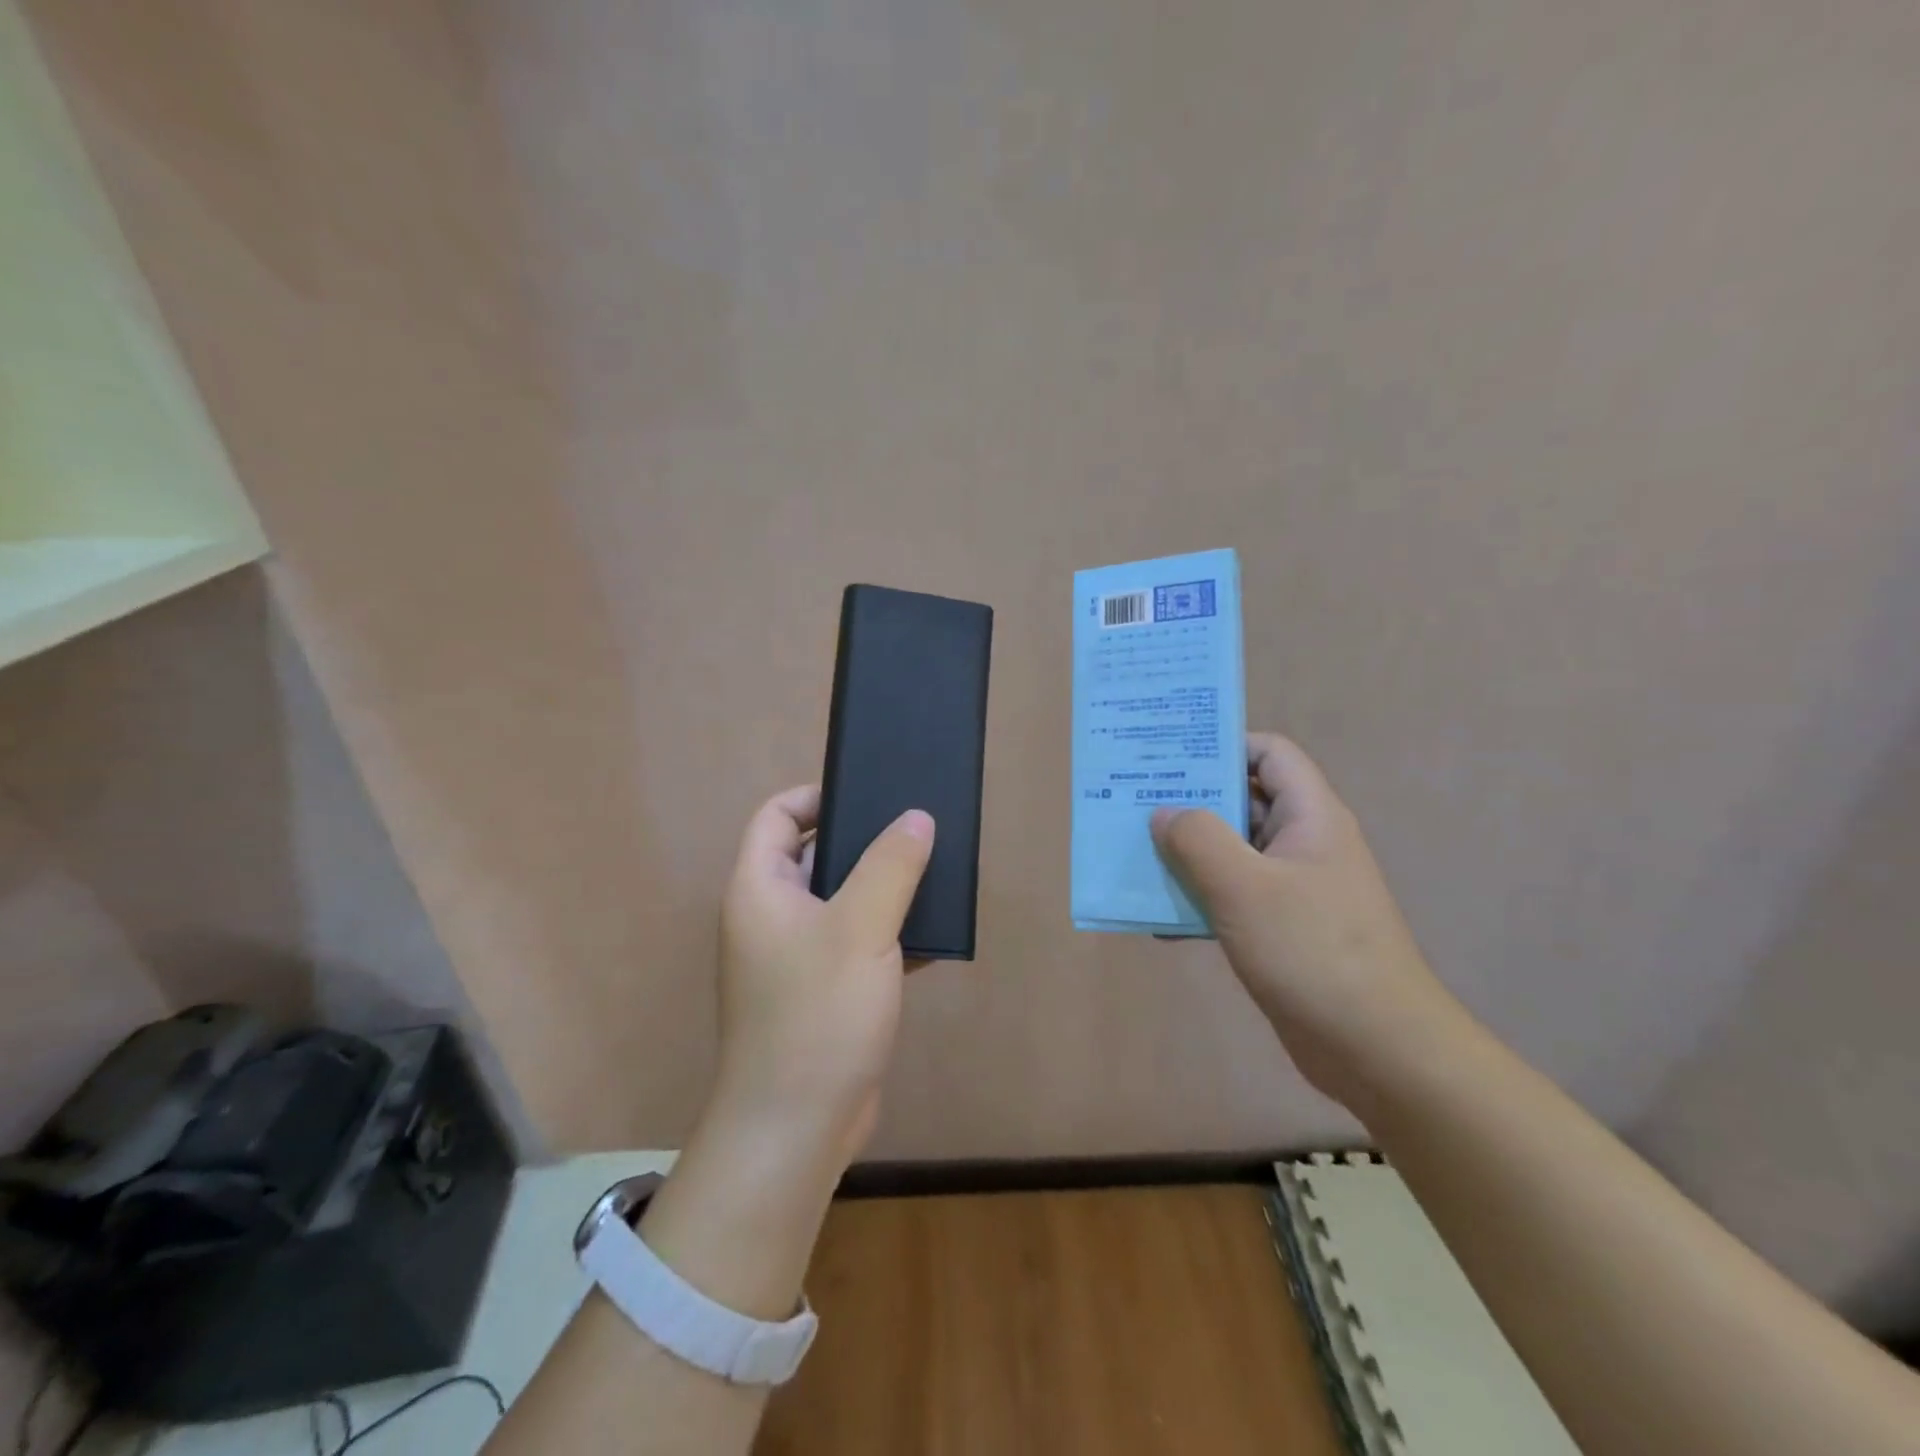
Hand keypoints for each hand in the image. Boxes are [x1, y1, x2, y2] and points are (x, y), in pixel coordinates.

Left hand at [709, 785, 934, 1166]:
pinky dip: (887, 936)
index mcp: (759, 889)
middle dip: (863, 842)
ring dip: (882, 890)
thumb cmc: (818, 1014)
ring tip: (934, 875)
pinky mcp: (822, 993)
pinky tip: (933, 936)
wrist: (797, 1129)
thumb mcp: (861, 928)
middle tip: (916, 831)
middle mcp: (770, 917)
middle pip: (813, 856)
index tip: (870, 795)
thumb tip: (916, 818)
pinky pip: (855, 945)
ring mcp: (795, 958)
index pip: (777, 816)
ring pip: (841, 902)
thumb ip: (891, 866)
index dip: (817, 796)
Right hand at [1151, 733, 1456, 1104]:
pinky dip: (1198, 900)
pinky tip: (1159, 919)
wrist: (1376, 1048)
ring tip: (1134, 854)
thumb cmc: (1312, 950)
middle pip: (1243, 801)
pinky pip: (1232, 897)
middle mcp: (1304, 843)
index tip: (1169, 755)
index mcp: (1309, 816)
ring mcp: (1294, 889)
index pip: (1269, 754)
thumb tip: (1165, 813)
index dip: (1223, 745)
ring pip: (1232, 852)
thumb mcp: (1244, 887)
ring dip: (1186, 854)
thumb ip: (1198, 839)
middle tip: (1133, 801)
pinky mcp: (1282, 929)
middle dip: (1190, 801)